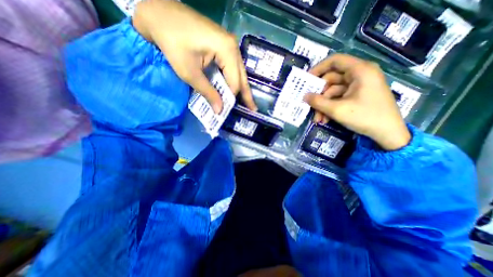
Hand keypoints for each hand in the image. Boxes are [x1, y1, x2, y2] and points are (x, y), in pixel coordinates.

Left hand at [133, 0, 255, 113]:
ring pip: (239, 73)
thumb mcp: (189, 73)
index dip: (230, 98)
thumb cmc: (172, 43)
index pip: (234, 82)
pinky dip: (233, 80)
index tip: (224, 110)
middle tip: (253, 110)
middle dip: (246, 95)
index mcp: (227, 50)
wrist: (159, 13)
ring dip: (241, 88)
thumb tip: (219, 111)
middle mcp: (234, 47)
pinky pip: (232, 67)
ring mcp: (230, 45)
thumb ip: (208, 92)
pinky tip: (235, 89)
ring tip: (248, 103)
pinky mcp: (224, 46)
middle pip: (242, 77)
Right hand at [307, 53, 409, 149]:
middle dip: (319, 95)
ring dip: (323, 105)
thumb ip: (318, 102)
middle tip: (309, 104)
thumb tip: (304, 96)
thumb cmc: (365, 117)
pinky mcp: (357, 95)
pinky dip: (330, 107)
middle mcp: (359, 75)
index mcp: (360, 71)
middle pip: (331, 79)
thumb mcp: (337, 110)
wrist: (388, 134)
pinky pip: (339, 98)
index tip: (306, 79)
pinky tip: (325, 119)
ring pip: (333, 91)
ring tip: (318, 119)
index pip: (335, 61)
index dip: (318, 68)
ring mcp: (359, 86)